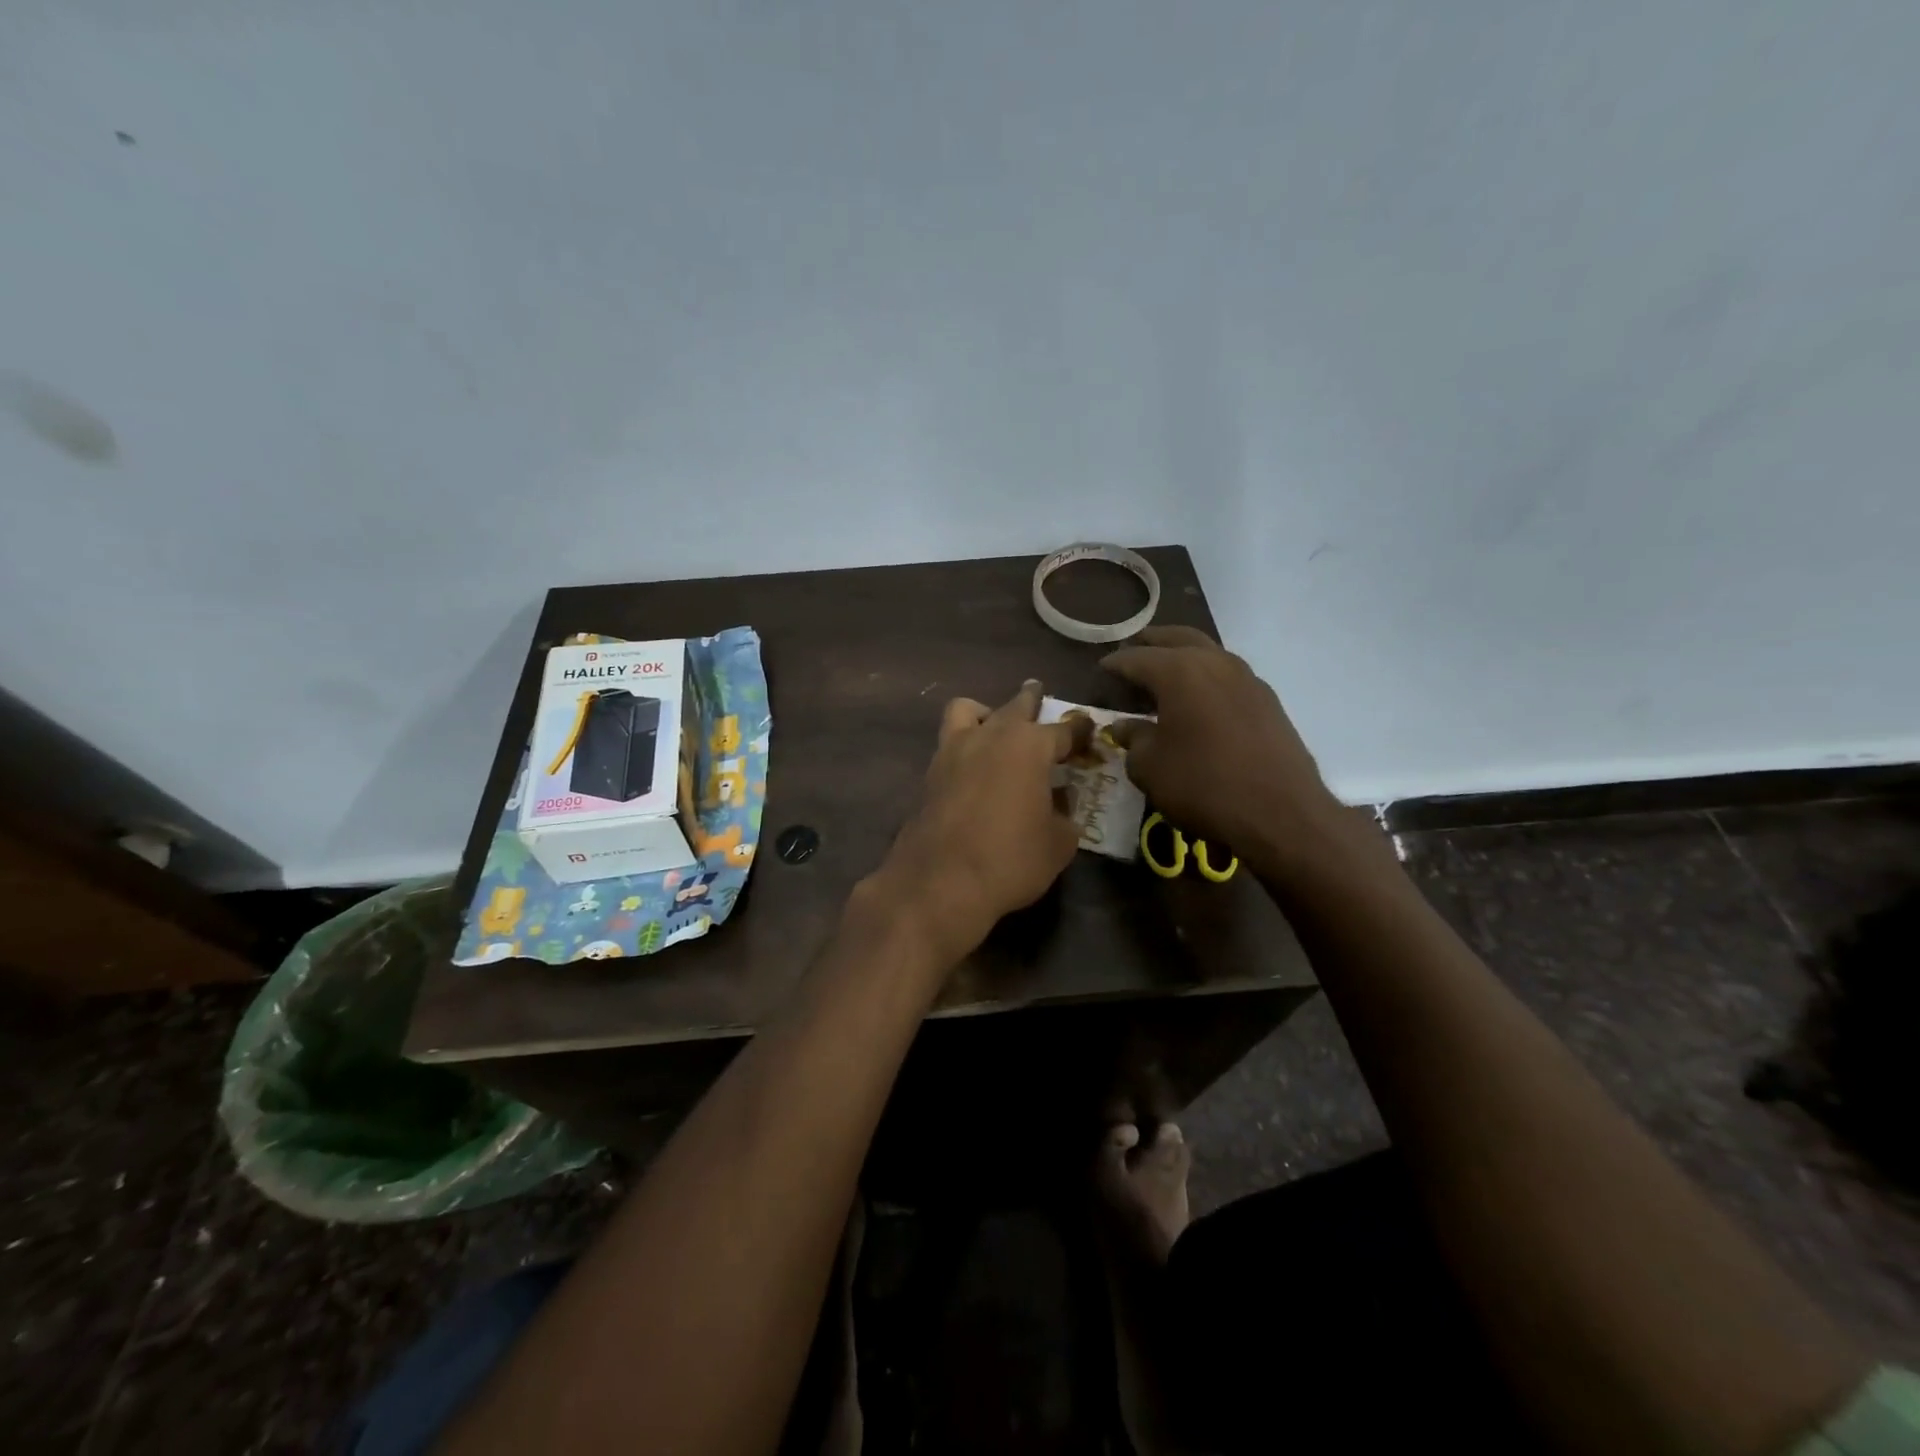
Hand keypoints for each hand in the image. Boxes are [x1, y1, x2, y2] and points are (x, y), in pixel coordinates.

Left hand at [878, 680, 1087, 963]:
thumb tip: (1061, 803)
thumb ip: (1065, 815)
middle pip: (1015, 706)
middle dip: (1031, 700)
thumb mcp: (1058, 844)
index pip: (1063, 729)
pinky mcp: (929, 773)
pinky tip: (973, 766)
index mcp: (1029, 746)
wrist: (938, 883)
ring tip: (995, 727)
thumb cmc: (1010, 860)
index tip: (1089, 731)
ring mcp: (953, 751)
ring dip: (986, 712)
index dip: (1080, 730)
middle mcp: (990, 736)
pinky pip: (950, 742)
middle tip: (1040, 697)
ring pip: (968, 710)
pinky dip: (965, 744)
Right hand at [1103, 626, 1345, 860]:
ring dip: (1183, 656)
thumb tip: (1124, 727)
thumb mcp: (1150, 767)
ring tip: (1164, 675)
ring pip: (1207, 652)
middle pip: (1177, 638)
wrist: (1281, 813)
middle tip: (1133, 651)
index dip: (1114, 665)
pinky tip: (1198, 700)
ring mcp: (1247, 678)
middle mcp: (1214, 662)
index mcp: (1178, 671)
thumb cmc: (1203, 785)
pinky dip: (1206, 678)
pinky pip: (1227, 675)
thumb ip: (1132, 739)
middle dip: (1152, 642)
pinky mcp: (1267, 700)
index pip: (1135, 658)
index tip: (1100, 671)